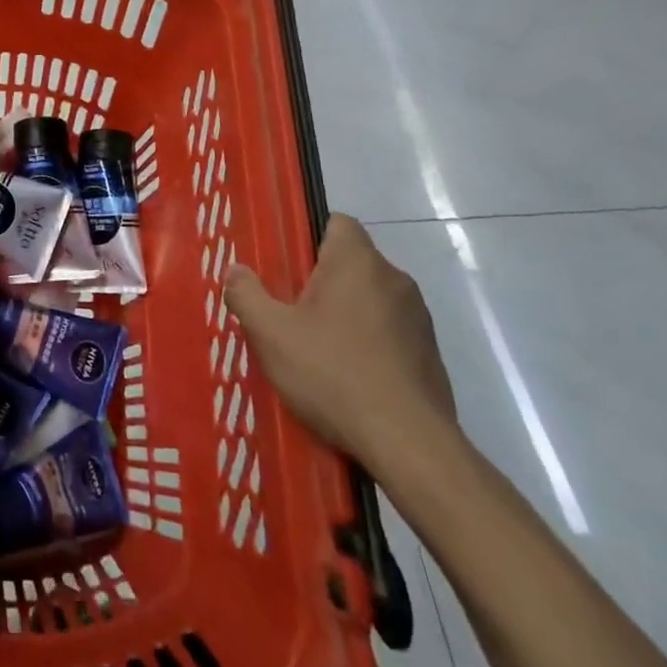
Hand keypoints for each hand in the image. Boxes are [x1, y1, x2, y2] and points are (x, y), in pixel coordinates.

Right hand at [225, 214, 455, 471]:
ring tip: (315, 348)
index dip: (309, 236)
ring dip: (345, 314)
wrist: (409, 444)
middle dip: (321, 281)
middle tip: (288, 310)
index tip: (286, 266)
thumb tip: (235, 270)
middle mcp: (394, 280)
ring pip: (370, 299)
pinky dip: (368, 344)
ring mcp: (418, 319)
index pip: (338, 222)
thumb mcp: (271, 333)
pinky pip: (389, 333)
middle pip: (351, 263)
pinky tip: (346, 377)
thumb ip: (246, 294)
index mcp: (357, 263)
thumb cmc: (333, 374)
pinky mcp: (431, 355)